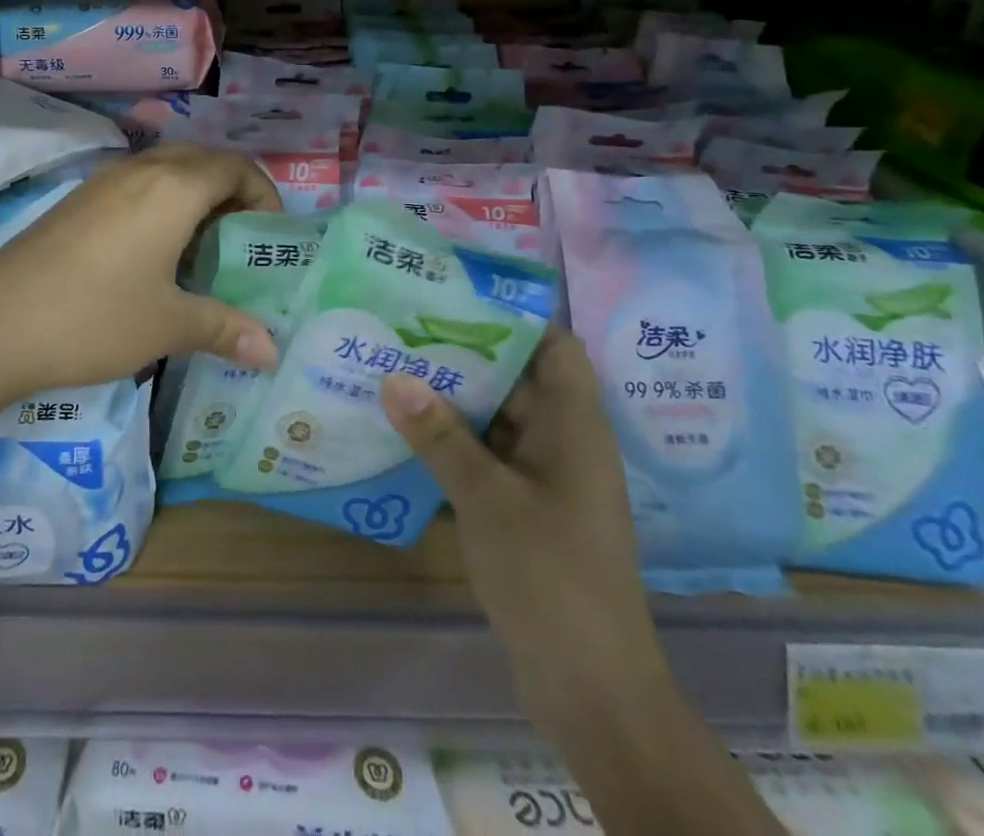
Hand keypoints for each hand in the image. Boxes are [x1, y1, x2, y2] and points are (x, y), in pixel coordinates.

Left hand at [0, 146, 282, 400]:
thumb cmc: (94, 318)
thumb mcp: (168, 325)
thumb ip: (226, 329)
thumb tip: (271, 353)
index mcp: (173, 188)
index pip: (236, 167)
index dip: (264, 193)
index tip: (271, 235)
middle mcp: (140, 170)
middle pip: (202, 160)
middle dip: (232, 192)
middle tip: (241, 241)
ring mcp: (103, 181)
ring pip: (166, 170)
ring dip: (194, 196)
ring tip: (202, 249)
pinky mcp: (76, 201)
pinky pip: (136, 185)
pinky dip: (161, 203)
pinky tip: (153, 254)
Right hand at [380, 329, 670, 718]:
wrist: (591, 688)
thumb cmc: (549, 575)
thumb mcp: (486, 498)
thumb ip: (439, 435)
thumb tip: (393, 376)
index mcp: (574, 425)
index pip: (554, 345)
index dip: (512, 314)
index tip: (456, 294)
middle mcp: (565, 441)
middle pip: (518, 377)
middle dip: (465, 353)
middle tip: (406, 327)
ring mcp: (548, 477)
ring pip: (499, 418)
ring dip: (455, 400)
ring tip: (396, 368)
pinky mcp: (530, 508)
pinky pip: (490, 456)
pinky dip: (456, 441)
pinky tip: (409, 432)